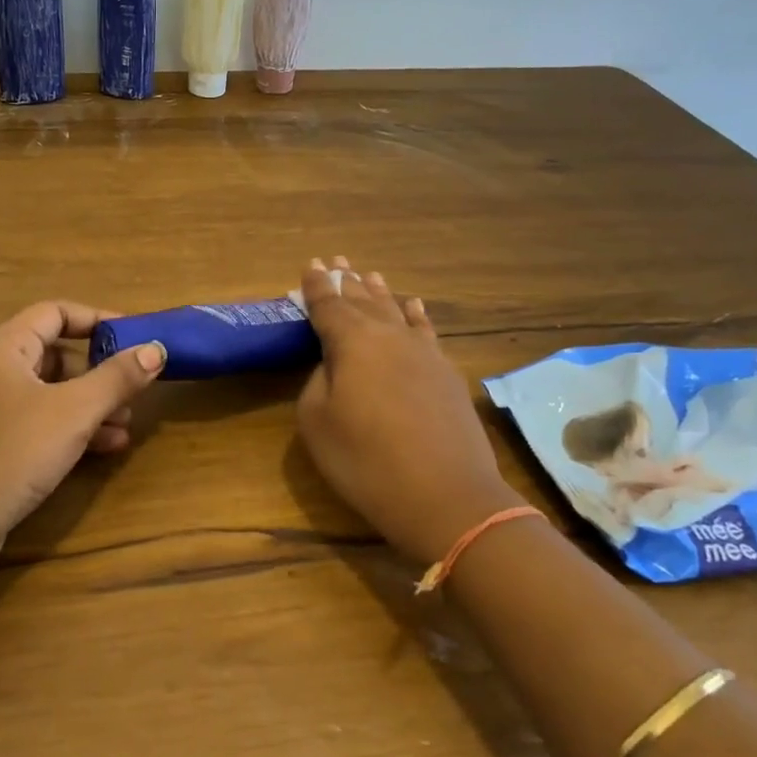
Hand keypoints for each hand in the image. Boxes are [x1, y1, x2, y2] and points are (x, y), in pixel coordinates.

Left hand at [0, 301, 166, 570]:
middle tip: (133, 392)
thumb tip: (156, 349)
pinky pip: (36, 420)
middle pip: (54, 354)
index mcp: (2, 347)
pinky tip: (104, 448)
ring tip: (125, 427)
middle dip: (99, 373)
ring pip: (48, 392)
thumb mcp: (75, 412)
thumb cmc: (13, 452)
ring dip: (90, 405)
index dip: (97, 320)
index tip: (135, 338)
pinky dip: (69, 427)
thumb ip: (117, 378)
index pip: (54, 313)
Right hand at [295, 257, 518, 564]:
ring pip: (396, 310)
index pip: (329, 305)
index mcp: (352, 342)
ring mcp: (423, 352)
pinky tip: (414, 306)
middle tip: (335, 260)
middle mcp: (389, 336)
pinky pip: (426, 331)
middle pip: (363, 300)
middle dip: (346, 280)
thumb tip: (333, 364)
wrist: (445, 496)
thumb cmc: (366, 461)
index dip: (317, 286)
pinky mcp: (446, 373)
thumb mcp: (317, 422)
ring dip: (379, 292)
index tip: (310, 266)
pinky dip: (416, 315)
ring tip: (368, 274)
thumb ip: (318, 381)